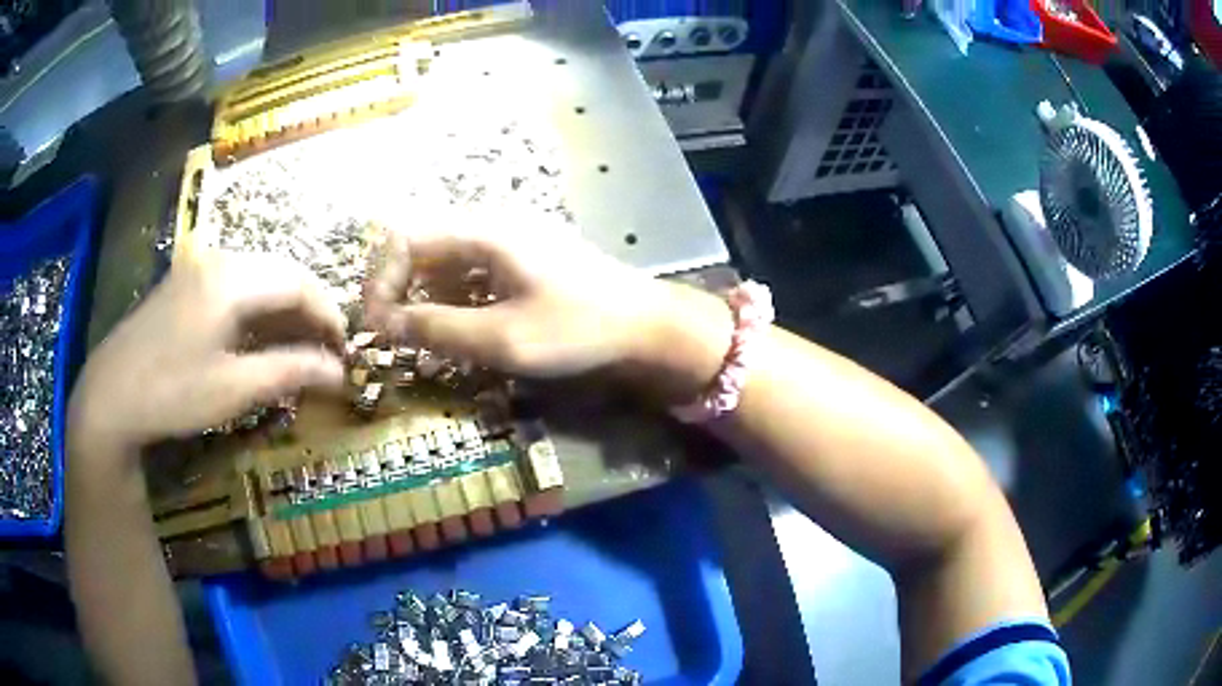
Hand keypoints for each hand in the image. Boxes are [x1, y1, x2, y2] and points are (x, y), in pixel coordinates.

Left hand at [69, 251, 346, 457]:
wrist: (111, 394)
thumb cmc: (172, 393)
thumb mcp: (234, 389)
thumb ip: (290, 372)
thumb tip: (339, 372)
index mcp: (232, 279)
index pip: (299, 283)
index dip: (329, 314)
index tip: (344, 350)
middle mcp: (219, 259)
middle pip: (281, 271)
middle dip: (310, 309)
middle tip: (325, 351)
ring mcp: (199, 265)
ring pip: (260, 275)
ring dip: (284, 308)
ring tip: (297, 347)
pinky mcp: (186, 280)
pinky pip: (236, 282)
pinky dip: (258, 306)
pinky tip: (259, 336)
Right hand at [364, 214, 733, 400]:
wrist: (646, 325)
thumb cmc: (578, 328)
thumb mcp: (502, 338)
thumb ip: (436, 329)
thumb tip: (381, 325)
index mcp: (484, 230)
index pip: (405, 239)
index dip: (380, 280)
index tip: (375, 325)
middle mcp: (492, 222)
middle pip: (422, 243)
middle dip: (398, 287)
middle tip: (391, 333)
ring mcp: (510, 235)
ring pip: (444, 256)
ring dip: (423, 293)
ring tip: (418, 335)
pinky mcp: (523, 254)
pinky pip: (470, 266)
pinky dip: (451, 294)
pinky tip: (455, 324)